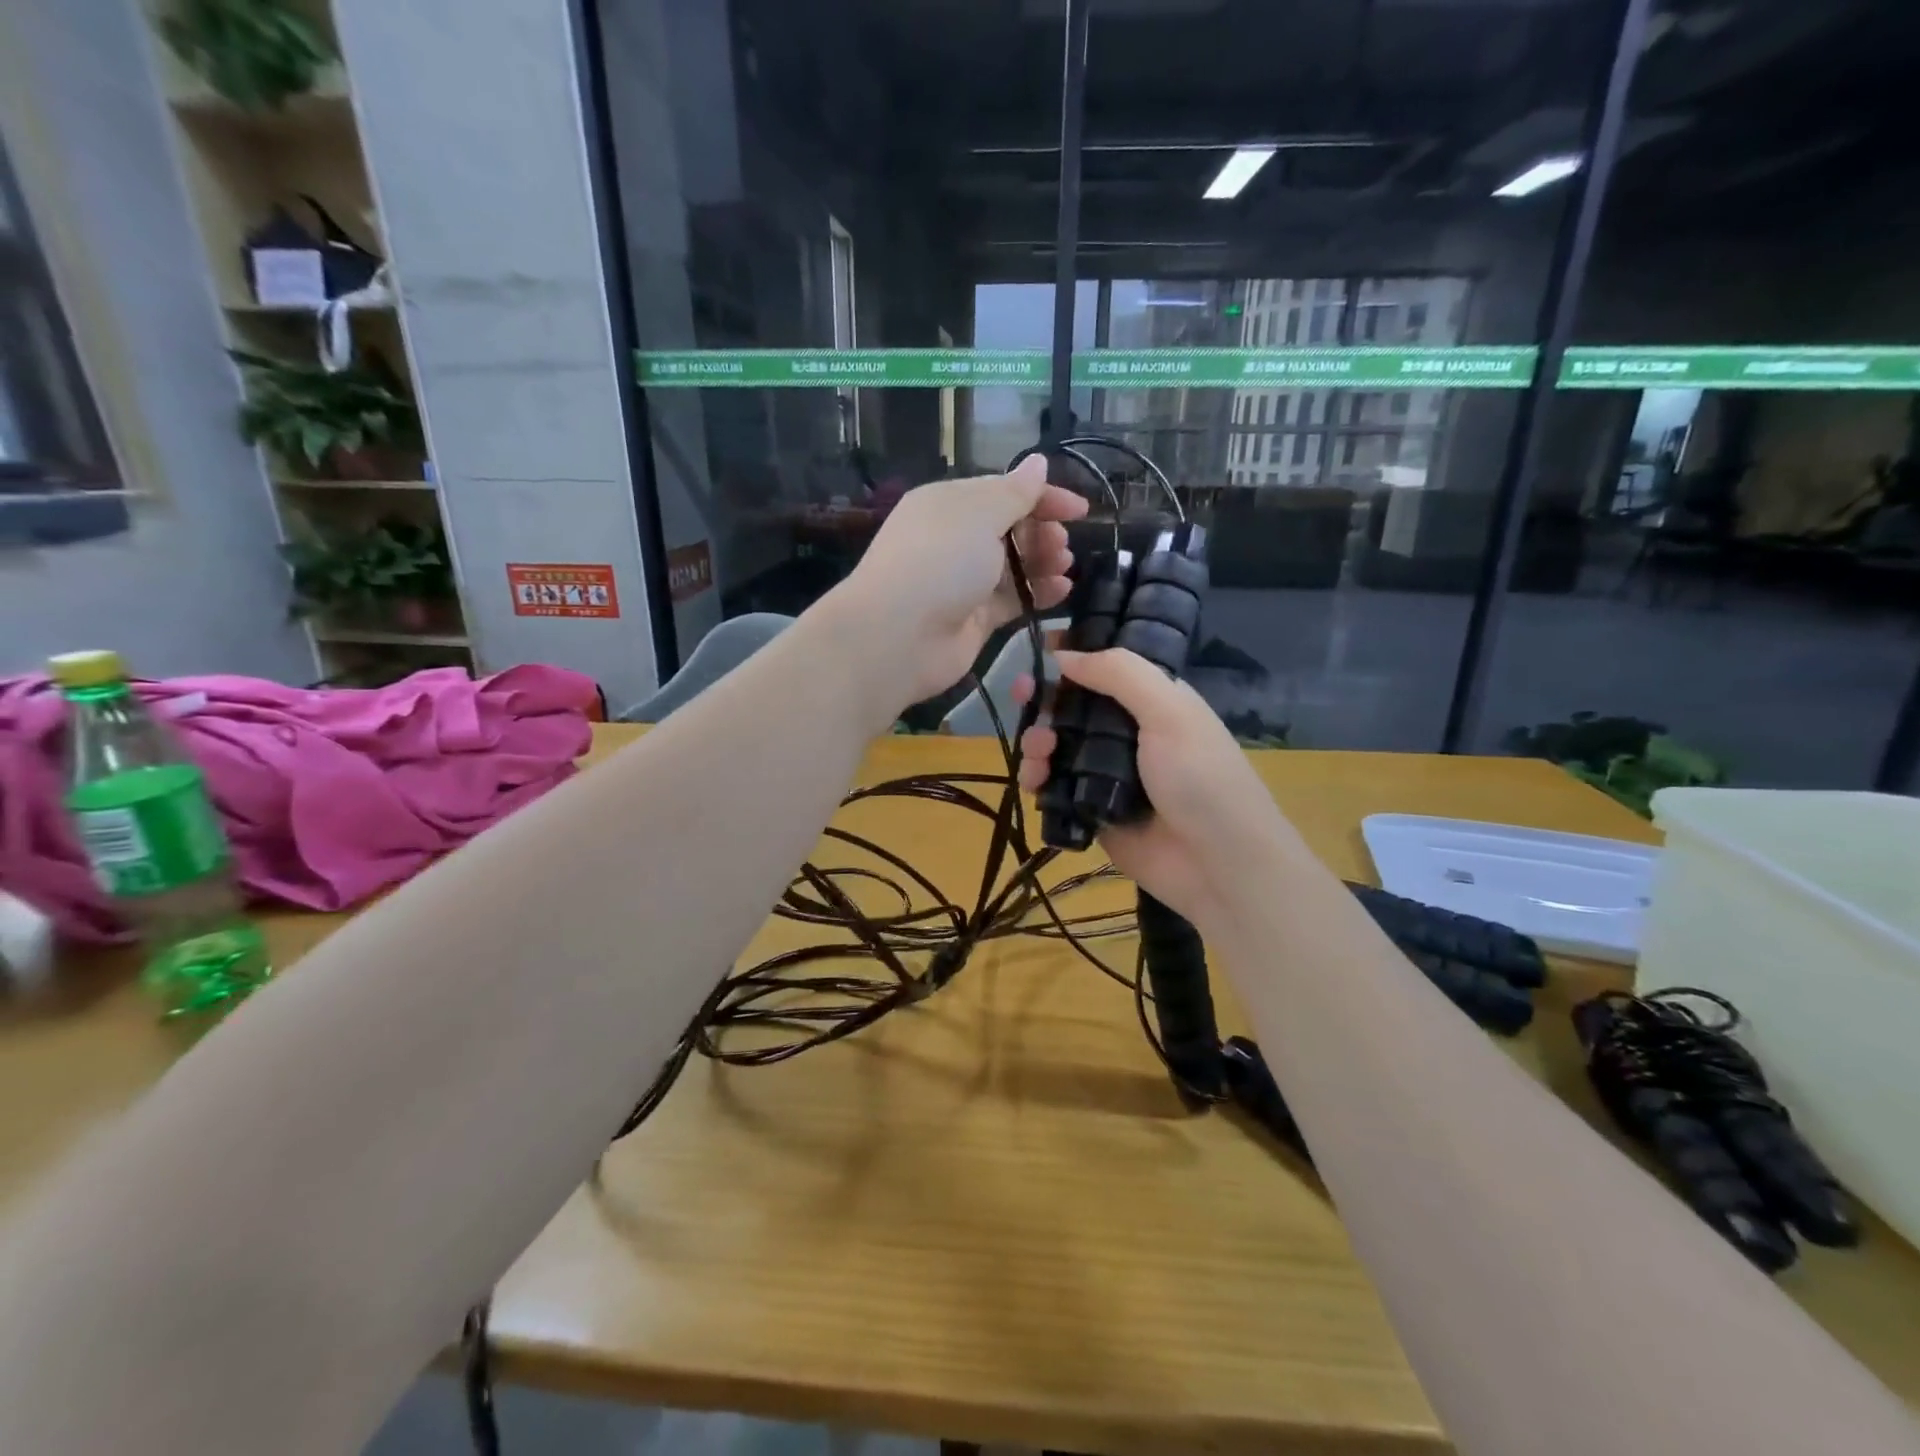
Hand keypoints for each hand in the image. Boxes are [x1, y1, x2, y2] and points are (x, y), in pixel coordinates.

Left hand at [827, 457, 1087, 707]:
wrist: (899, 636)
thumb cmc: (939, 561)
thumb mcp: (979, 514)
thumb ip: (1015, 492)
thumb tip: (1038, 463)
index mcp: (949, 504)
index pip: (1003, 492)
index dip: (1043, 497)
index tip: (1080, 510)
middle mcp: (955, 540)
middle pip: (1010, 529)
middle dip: (1042, 532)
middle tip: (1061, 544)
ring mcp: (964, 582)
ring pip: (1014, 565)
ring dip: (1043, 562)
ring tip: (1064, 565)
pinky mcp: (975, 618)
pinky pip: (1013, 599)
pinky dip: (1038, 594)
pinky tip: (1062, 591)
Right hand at [1013, 648, 1307, 931]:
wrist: (1218, 864)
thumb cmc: (1200, 777)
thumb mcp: (1169, 711)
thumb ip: (1119, 674)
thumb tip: (1064, 654)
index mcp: (1153, 701)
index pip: (1106, 666)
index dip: (1073, 655)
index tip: (1038, 647)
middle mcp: (1129, 732)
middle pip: (1073, 707)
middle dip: (1044, 699)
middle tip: (1020, 695)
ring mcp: (1108, 774)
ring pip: (1058, 747)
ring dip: (1037, 742)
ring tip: (1036, 755)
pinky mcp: (1092, 810)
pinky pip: (1054, 788)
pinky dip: (1037, 780)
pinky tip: (1032, 783)